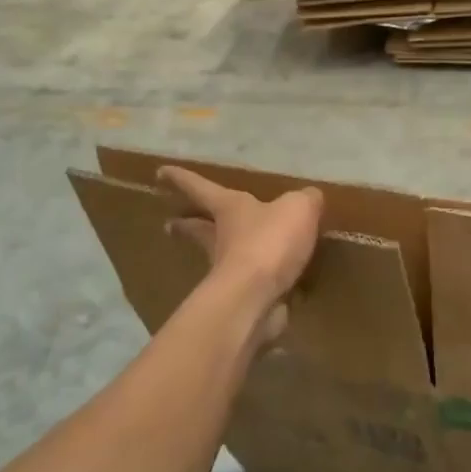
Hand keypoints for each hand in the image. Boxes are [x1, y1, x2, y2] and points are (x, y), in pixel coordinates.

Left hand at [158, 167, 322, 313]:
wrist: (256, 298)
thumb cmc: (269, 242)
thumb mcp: (298, 208)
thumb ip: (305, 200)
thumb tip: (310, 198)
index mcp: (229, 208)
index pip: (201, 188)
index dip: (182, 179)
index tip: (160, 172)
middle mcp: (221, 238)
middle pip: (198, 228)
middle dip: (186, 224)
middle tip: (171, 223)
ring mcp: (228, 272)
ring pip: (219, 257)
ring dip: (220, 254)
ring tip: (227, 253)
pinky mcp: (242, 299)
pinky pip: (251, 284)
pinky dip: (260, 282)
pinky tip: (274, 284)